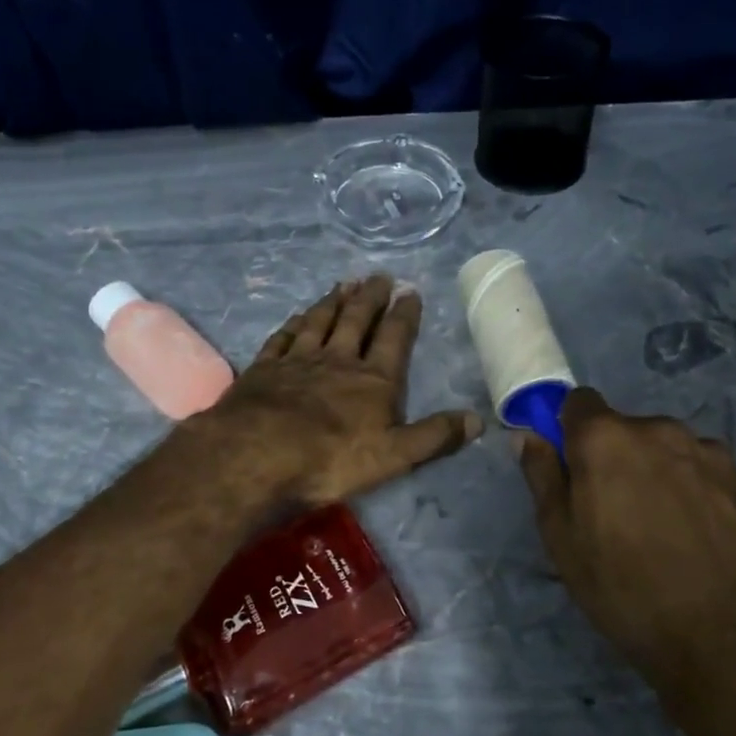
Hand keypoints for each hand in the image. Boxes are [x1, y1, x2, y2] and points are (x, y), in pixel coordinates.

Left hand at [192, 275, 482, 507]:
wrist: (257, 455)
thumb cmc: (331, 460)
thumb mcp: (395, 456)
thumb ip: (435, 436)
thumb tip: (478, 419)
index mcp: (373, 380)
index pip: (394, 338)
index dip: (404, 314)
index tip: (410, 291)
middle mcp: (337, 360)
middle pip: (356, 320)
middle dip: (370, 297)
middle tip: (378, 276)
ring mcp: (298, 360)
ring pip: (319, 322)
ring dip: (333, 302)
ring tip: (344, 284)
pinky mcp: (265, 368)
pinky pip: (283, 337)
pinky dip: (294, 323)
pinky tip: (298, 316)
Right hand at [518, 388, 735, 685]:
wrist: (719, 635)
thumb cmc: (621, 586)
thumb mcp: (561, 537)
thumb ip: (542, 476)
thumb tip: (528, 435)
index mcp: (604, 437)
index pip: (579, 402)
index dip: (571, 429)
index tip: (573, 465)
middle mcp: (657, 429)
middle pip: (625, 427)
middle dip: (615, 456)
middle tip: (615, 509)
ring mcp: (707, 451)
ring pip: (667, 447)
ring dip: (657, 469)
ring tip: (662, 525)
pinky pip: (704, 468)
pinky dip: (694, 487)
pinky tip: (697, 532)